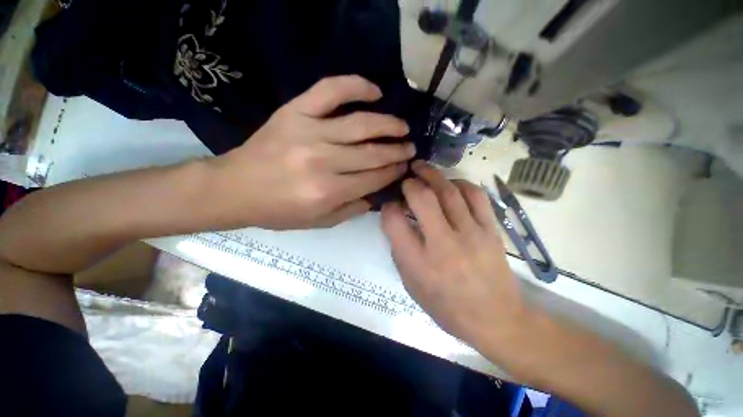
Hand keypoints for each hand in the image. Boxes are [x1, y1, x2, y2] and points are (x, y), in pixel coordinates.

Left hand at [212, 75, 414, 229]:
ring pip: (360, 124)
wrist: (237, 188)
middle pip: (372, 153)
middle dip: (397, 151)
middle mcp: (323, 161)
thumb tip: (378, 192)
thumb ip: (354, 209)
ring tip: (402, 126)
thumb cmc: (280, 210)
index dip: (394, 171)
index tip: (405, 166)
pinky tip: (374, 91)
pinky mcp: (295, 111)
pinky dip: (355, 86)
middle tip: (411, 147)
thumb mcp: (321, 222)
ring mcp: (309, 131)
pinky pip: (330, 90)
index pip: (374, 178)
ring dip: (388, 124)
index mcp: (329, 192)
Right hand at [381, 161, 527, 347]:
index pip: (394, 221)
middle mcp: (443, 244)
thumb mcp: (411, 284)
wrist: (496, 319)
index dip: (388, 207)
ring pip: (449, 191)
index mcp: (418, 262)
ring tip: (423, 169)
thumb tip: (397, 219)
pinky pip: (475, 195)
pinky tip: (451, 183)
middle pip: (422, 198)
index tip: (390, 205)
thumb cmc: (446, 306)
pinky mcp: (491, 230)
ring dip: (432, 175)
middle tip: (406, 181)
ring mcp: (471, 234)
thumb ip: (400, 249)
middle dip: (410, 184)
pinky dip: (459, 183)